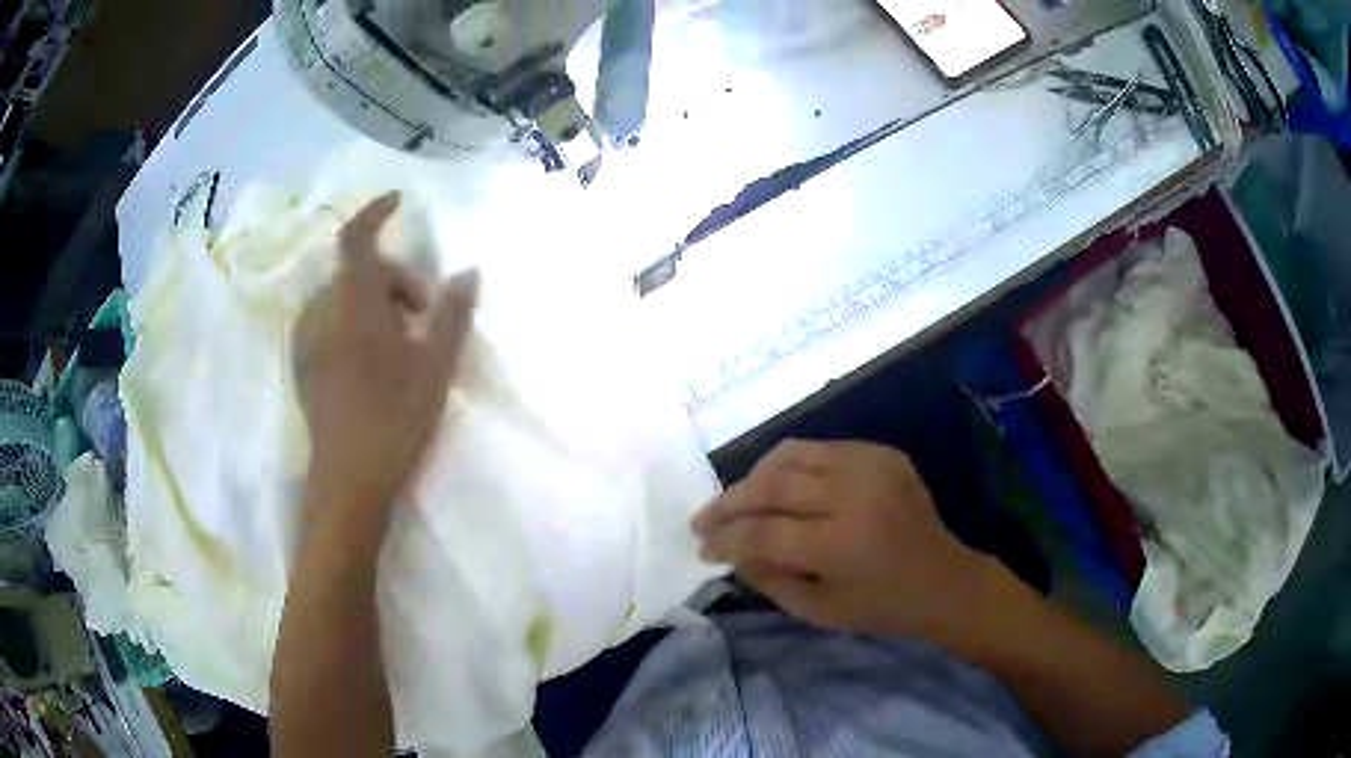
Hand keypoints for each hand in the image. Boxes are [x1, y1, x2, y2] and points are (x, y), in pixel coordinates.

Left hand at [293, 192, 477, 538]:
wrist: (347, 482)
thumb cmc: (394, 421)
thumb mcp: (435, 368)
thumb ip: (453, 315)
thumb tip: (468, 272)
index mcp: (353, 306)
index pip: (356, 238)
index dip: (375, 212)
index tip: (399, 201)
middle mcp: (322, 313)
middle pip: (357, 272)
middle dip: (394, 280)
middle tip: (424, 317)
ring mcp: (307, 340)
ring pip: (342, 297)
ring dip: (374, 302)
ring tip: (401, 343)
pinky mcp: (303, 364)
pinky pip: (329, 321)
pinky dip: (353, 321)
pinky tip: (372, 360)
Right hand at [693, 440, 987, 639]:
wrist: (945, 579)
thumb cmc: (882, 607)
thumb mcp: (819, 610)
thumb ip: (768, 579)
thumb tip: (729, 549)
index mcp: (844, 545)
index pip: (765, 533)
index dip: (726, 539)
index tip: (702, 548)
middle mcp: (856, 495)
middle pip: (772, 485)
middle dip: (728, 503)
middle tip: (703, 520)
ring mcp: (871, 465)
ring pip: (791, 456)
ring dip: (754, 478)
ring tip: (735, 501)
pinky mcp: (881, 452)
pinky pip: (819, 449)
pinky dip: (789, 466)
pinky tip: (778, 487)